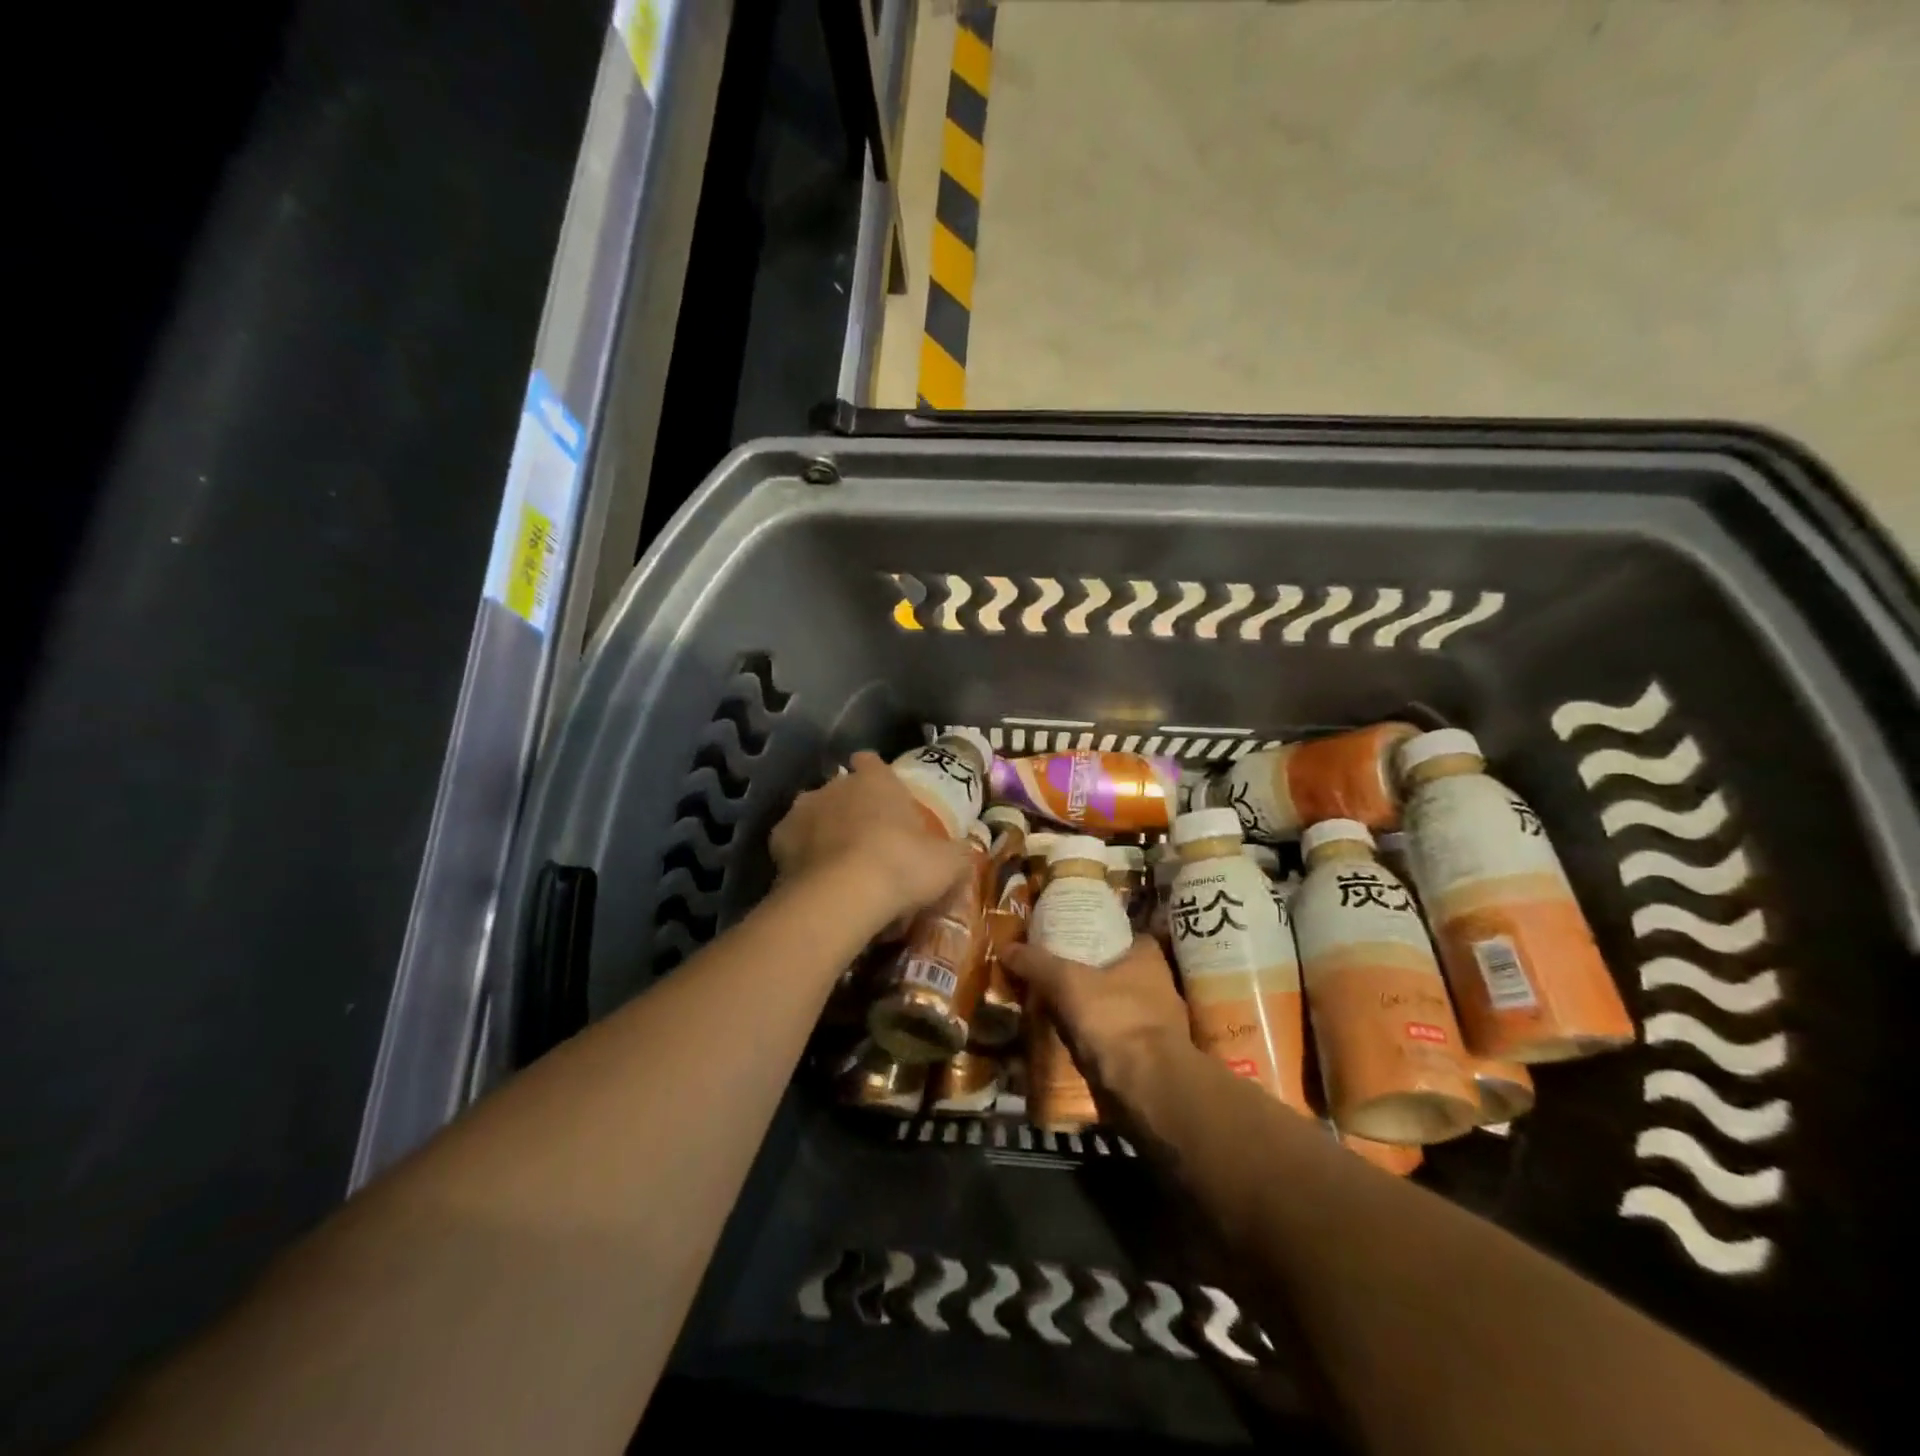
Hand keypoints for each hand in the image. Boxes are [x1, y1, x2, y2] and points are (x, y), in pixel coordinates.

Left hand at [770, 752, 969, 931]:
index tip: (883, 795)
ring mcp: (801, 811)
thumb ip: (956, 853)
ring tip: (838, 864)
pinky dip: (801, 858)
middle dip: (851, 808)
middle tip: (868, 841)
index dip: (876, 775)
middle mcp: (834, 785)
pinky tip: (815, 880)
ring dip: (823, 831)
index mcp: (875, 779)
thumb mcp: (948, 863)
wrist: (844, 895)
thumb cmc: (903, 865)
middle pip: (841, 789)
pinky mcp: (777, 842)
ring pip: (813, 814)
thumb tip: (966, 853)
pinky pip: (793, 845)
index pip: (871, 762)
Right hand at [1002, 934, 1193, 1105]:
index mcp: (1148, 958)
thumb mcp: (1066, 982)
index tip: (1066, 938)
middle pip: (1114, 970)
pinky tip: (1065, 1038)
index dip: (1094, 934)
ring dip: (1087, 1008)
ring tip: (1051, 1004)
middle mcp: (1157, 986)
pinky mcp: (1145, 1056)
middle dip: (1086, 973)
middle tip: (1050, 972)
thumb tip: (1007, 947)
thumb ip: (1037, 963)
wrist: (1146, 1088)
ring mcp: (1154, 1024)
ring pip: (1111, 1005)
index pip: (1120, 934)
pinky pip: (1109, 1037)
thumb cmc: (1114, 1018)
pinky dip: (1090, 1037)